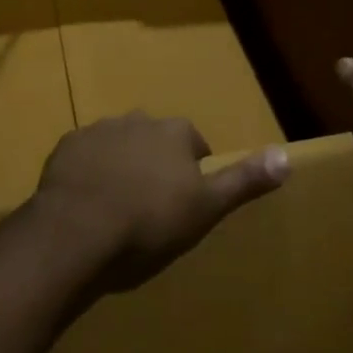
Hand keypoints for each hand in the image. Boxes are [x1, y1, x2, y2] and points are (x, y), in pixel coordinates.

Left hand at [32, 112, 289, 294]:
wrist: (76, 232)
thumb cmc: (149, 224)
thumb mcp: (206, 208)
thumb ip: (244, 180)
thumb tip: (287, 156)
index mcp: (174, 132)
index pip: (194, 143)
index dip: (192, 173)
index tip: (185, 203)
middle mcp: (138, 120)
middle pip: (154, 140)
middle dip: (155, 164)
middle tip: (150, 206)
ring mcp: (98, 130)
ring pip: (118, 145)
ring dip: (121, 166)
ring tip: (116, 207)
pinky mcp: (66, 147)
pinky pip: (84, 156)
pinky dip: (88, 172)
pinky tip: (86, 203)